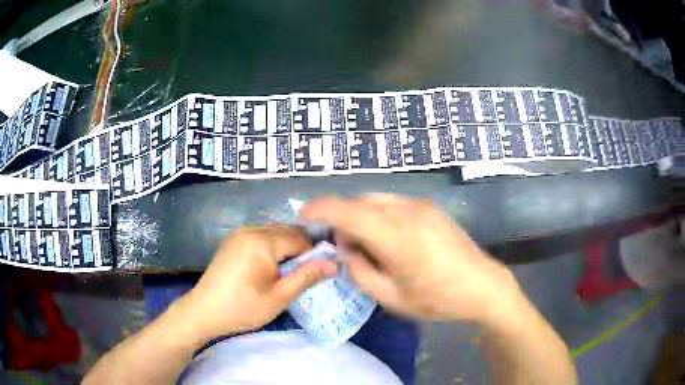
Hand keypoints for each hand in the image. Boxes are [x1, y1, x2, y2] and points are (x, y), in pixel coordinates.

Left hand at [178, 224, 336, 340]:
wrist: (204, 311)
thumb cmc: (243, 307)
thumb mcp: (279, 296)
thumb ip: (307, 276)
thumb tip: (334, 264)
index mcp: (263, 240)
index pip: (301, 237)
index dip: (314, 253)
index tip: (319, 271)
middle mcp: (251, 229)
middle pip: (287, 230)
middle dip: (300, 249)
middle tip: (304, 273)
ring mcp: (239, 233)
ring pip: (274, 232)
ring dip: (286, 247)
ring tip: (288, 272)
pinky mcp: (233, 241)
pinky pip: (260, 235)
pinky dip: (272, 247)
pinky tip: (270, 267)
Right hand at [300, 195, 523, 325]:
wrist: (482, 286)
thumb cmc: (437, 299)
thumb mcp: (392, 297)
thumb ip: (360, 272)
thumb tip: (344, 249)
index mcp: (396, 237)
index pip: (349, 212)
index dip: (322, 209)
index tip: (304, 213)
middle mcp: (407, 212)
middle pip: (360, 202)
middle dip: (341, 217)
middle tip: (342, 246)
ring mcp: (421, 207)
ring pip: (376, 200)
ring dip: (360, 215)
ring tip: (364, 243)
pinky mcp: (430, 208)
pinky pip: (393, 203)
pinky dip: (378, 214)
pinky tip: (385, 236)